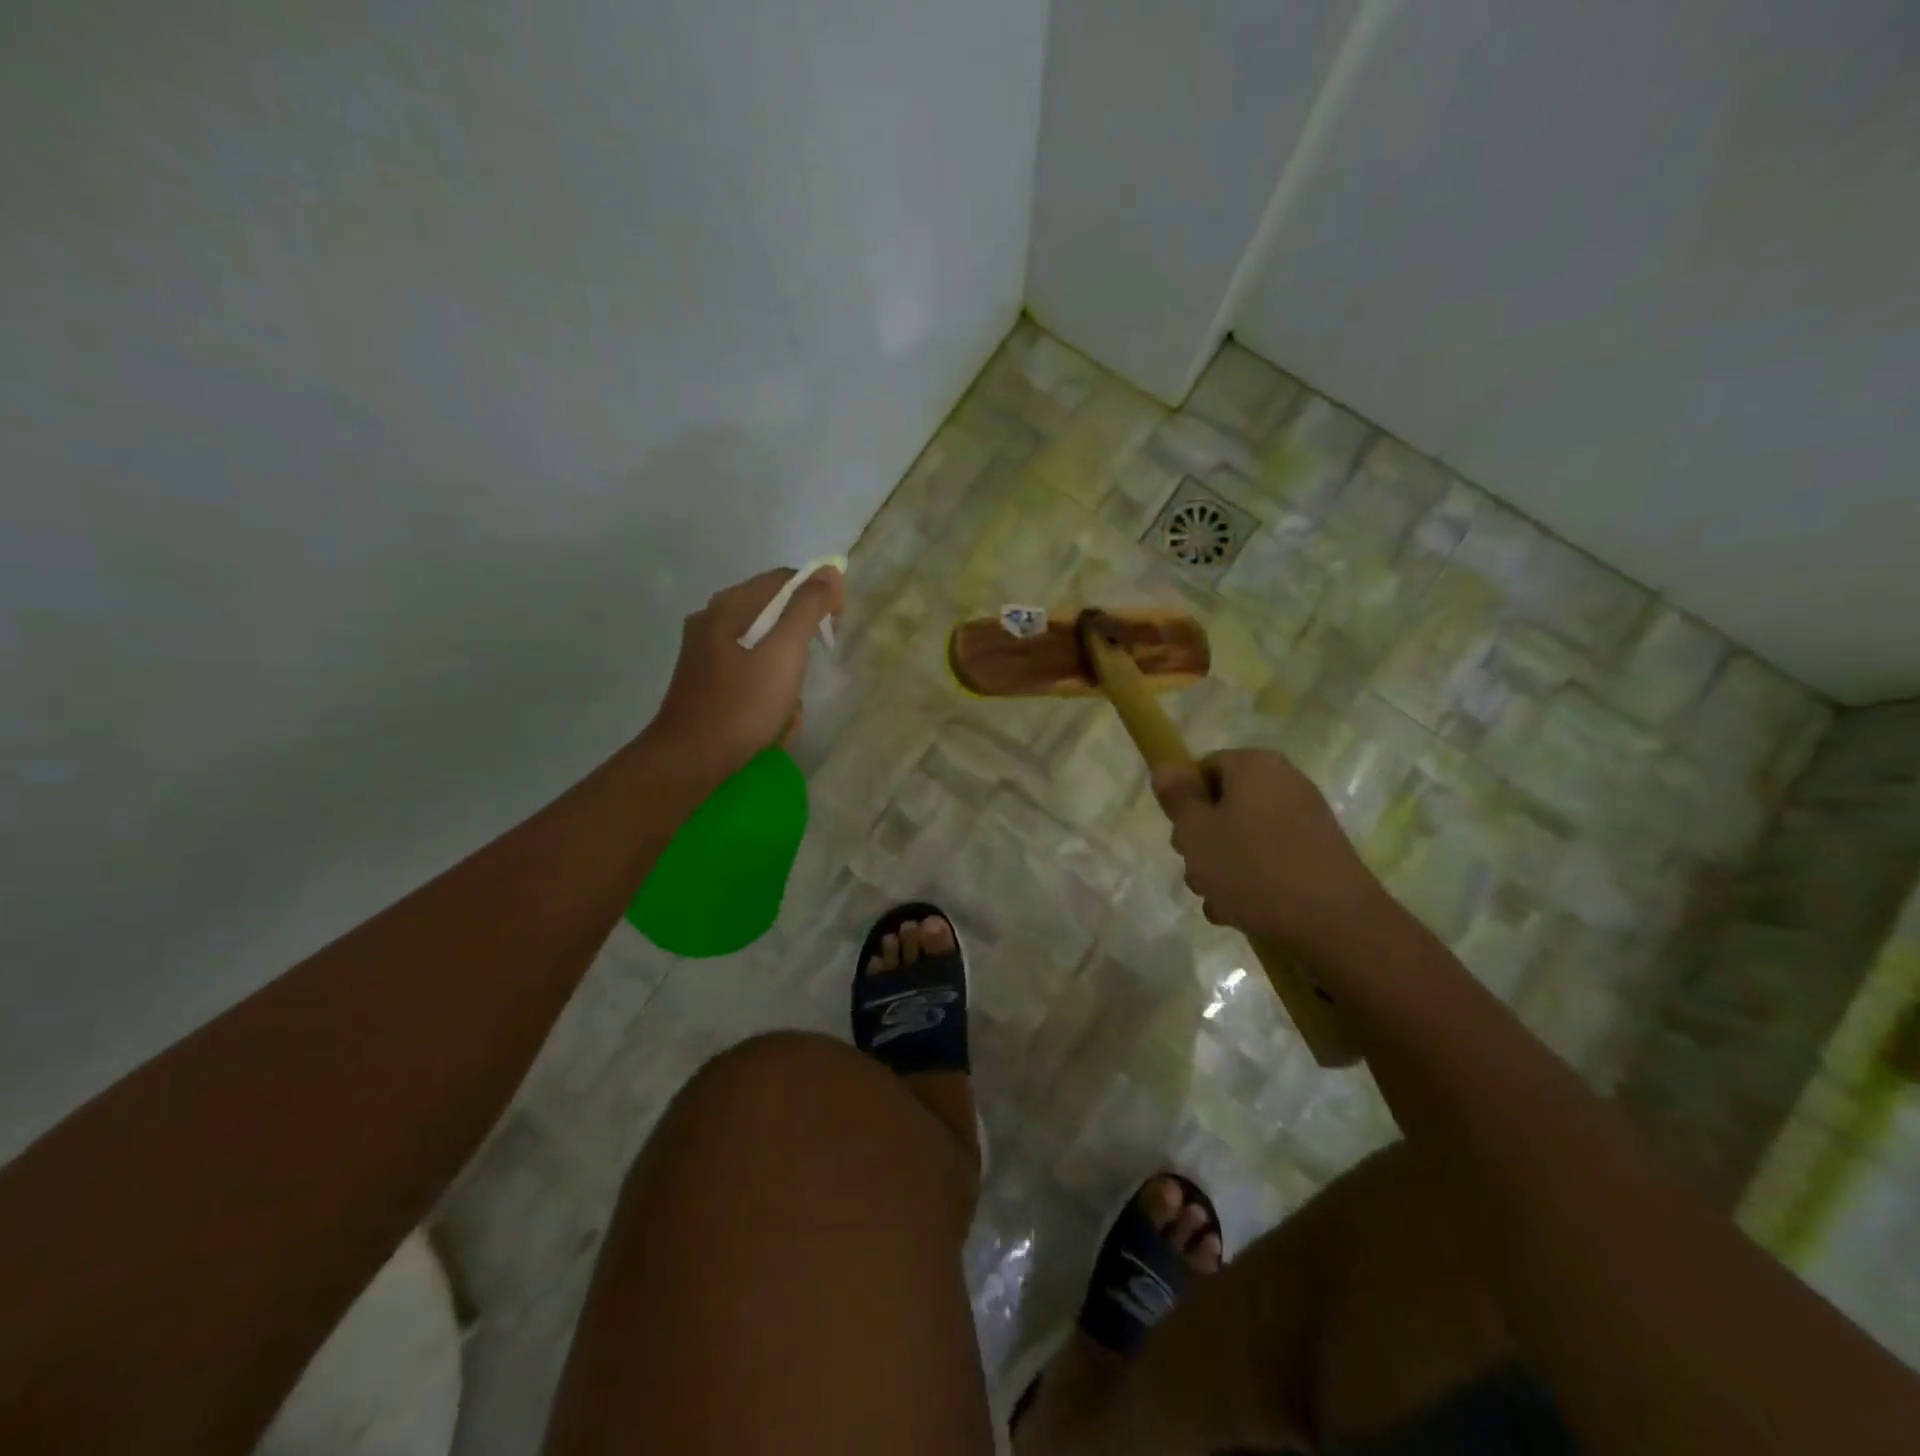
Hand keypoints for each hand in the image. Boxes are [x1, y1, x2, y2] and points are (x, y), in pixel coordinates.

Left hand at [646, 566, 844, 781]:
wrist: (691, 760)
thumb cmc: (742, 705)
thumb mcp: (784, 653)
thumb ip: (807, 608)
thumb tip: (829, 571)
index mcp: (728, 605)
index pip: (785, 580)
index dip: (819, 596)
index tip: (835, 630)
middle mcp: (712, 620)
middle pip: (774, 615)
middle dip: (801, 645)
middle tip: (810, 674)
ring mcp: (705, 652)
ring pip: (764, 648)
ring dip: (786, 676)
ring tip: (789, 709)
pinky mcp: (705, 681)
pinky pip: (750, 673)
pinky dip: (768, 692)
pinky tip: (771, 719)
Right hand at [1151, 749, 1386, 953]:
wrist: (1335, 923)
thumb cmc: (1254, 868)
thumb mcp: (1197, 832)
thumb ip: (1177, 797)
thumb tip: (1166, 767)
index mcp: (1254, 765)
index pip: (1203, 769)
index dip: (1184, 802)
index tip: (1181, 836)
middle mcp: (1284, 782)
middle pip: (1222, 805)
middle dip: (1202, 841)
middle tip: (1196, 871)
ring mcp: (1305, 819)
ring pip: (1242, 837)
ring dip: (1222, 868)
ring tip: (1219, 901)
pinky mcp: (1317, 854)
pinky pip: (1269, 859)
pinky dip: (1252, 881)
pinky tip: (1242, 912)